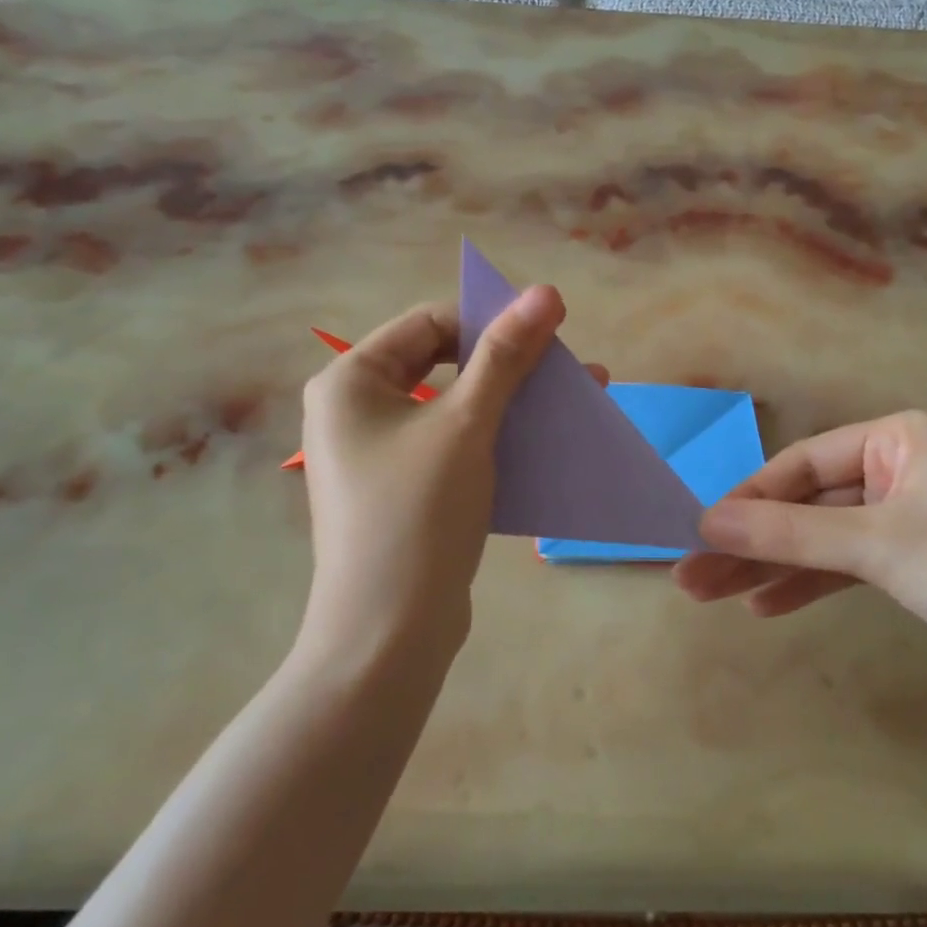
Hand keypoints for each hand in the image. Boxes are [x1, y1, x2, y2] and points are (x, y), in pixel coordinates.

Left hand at [299, 288, 577, 664]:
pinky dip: (497, 437)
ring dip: (513, 401)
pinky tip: (544, 443)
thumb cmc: (417, 514)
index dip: (491, 319)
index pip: (430, 323)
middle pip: (444, 362)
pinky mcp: (403, 489)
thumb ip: (506, 355)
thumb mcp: (467, 424)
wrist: (389, 636)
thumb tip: (546, 290)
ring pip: (455, 406)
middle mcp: (356, 409)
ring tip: (574, 400)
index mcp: (351, 380)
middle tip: (567, 367)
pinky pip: (454, 444)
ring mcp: (378, 453)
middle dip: (511, 364)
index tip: (551, 331)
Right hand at [672, 411, 926, 713]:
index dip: (749, 500)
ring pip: (824, 538)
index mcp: (902, 436)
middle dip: (752, 542)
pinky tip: (766, 605)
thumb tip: (704, 522)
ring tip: (714, 597)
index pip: (804, 464)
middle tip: (692, 577)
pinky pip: (850, 565)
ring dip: (772, 568)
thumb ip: (789, 534)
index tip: (701, 534)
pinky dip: (811, 584)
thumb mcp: (880, 547)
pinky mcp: (920, 564)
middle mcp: (904, 467)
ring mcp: (912, 517)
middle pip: (809, 504)